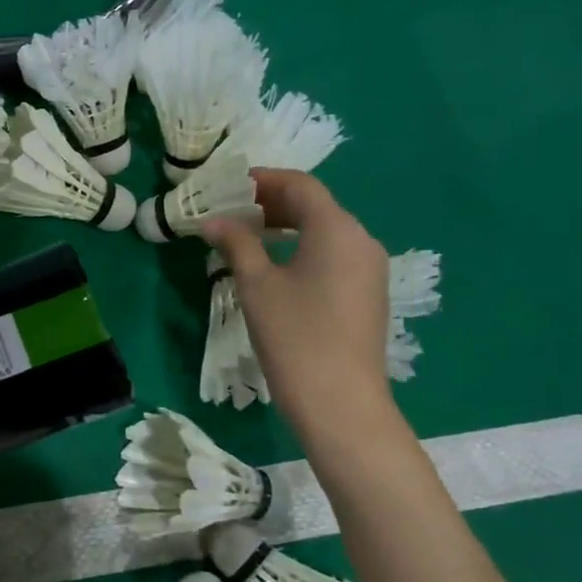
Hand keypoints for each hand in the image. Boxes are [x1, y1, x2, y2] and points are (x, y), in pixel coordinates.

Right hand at [201, 169, 397, 442]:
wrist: (340, 401)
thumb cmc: (294, 335)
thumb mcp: (256, 286)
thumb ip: (236, 244)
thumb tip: (212, 221)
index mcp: (337, 228)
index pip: (300, 185)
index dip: (263, 180)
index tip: (229, 185)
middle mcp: (361, 240)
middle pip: (315, 206)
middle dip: (272, 203)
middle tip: (232, 212)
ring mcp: (369, 269)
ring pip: (325, 232)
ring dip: (287, 227)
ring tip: (248, 239)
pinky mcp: (368, 294)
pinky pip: (334, 256)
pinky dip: (303, 249)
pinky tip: (276, 268)